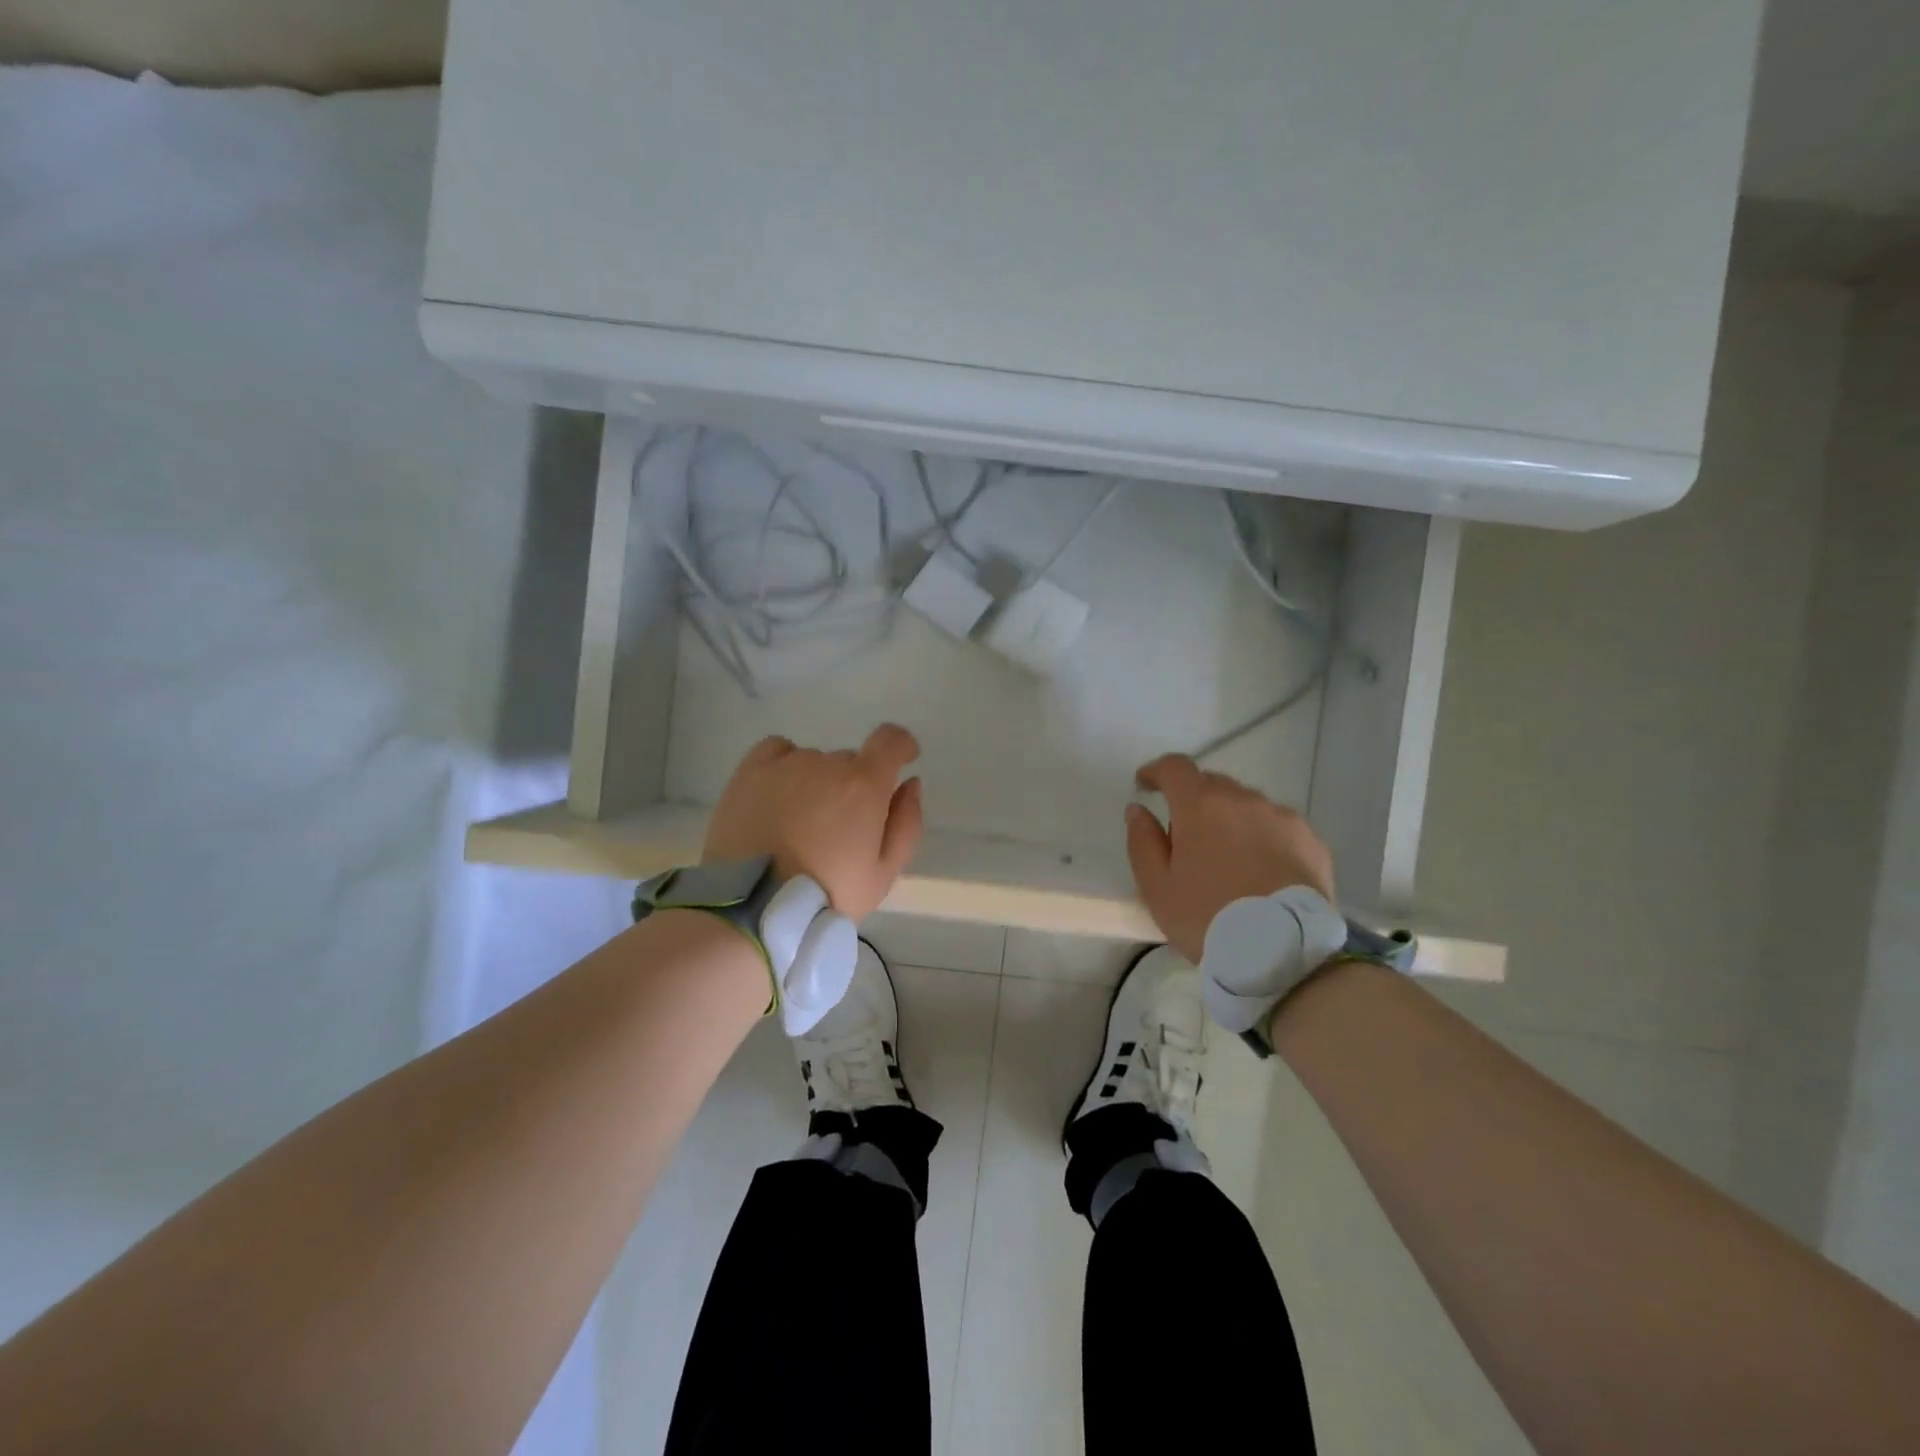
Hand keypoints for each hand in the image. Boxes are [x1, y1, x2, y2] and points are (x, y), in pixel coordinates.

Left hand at [703, 724, 925, 920]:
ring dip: (817, 782)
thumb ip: (907, 823)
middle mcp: (826, 764)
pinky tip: (778, 796)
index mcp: (864, 786)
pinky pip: (776, 751)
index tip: (903, 760)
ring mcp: (785, 765)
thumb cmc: (827, 896)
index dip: (901, 746)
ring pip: (814, 762)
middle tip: (839, 828)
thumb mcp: (883, 874)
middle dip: (853, 786)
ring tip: (800, 824)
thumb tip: (910, 783)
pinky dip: (785, 766)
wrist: (754, 910)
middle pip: (850, 762)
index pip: (890, 740)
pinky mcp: (749, 772)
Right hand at [1125, 754, 1335, 962]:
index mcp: (1201, 805)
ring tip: (1228, 859)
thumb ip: (1142, 842)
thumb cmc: (1207, 918)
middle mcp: (1244, 799)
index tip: (1146, 784)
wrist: (1282, 953)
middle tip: (1186, 837)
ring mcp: (1283, 818)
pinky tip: (1261, 871)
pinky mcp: (1312, 841)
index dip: (1157, 771)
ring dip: (1231, 820)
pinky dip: (1263, 838)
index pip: (1175, 768)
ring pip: (1247, 805)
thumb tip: (1138, 810)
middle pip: (1212, 784)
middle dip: (1194, 801)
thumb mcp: (1157, 888)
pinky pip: (1278, 827)